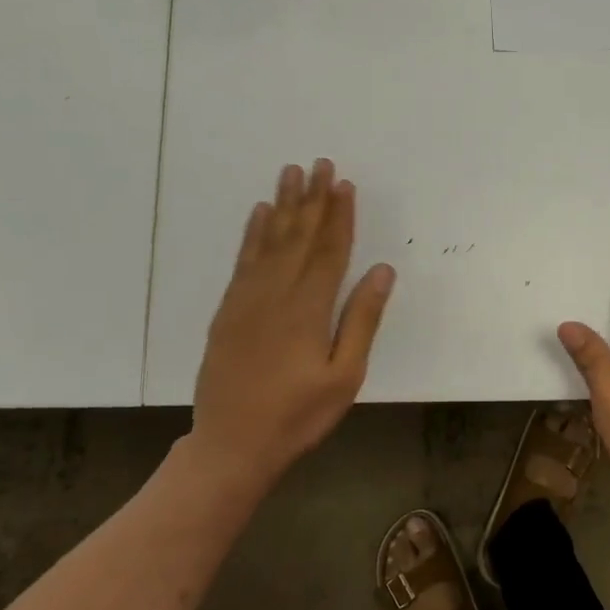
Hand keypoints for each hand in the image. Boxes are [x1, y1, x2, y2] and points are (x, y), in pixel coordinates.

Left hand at [189, 159, 394, 490]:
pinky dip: (252, 234)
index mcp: (309, 309)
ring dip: (283, 205)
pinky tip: (259, 214)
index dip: (339, 216)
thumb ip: (362, 320)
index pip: (329, 251)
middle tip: (319, 163)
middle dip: (312, 199)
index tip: (344, 184)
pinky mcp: (228, 311)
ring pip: (269, 241)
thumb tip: (381, 271)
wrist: (232, 445)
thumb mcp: (344, 376)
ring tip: (291, 173)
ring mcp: (247, 300)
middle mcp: (276, 294)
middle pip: (299, 237)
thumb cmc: (298, 416)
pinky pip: (243, 261)